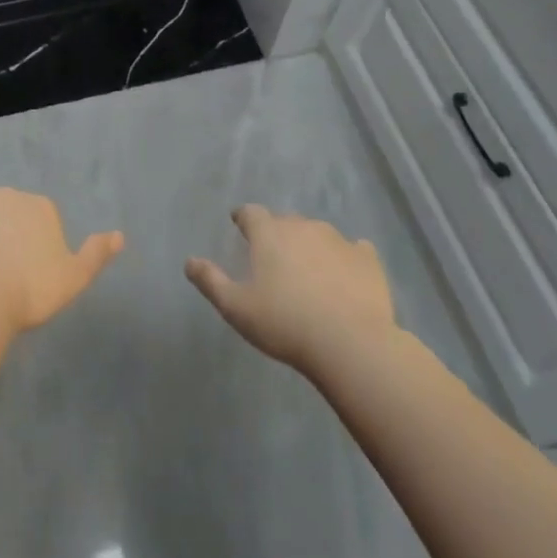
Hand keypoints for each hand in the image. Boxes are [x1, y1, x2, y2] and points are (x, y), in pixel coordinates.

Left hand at [0, 179, 124, 333]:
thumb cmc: (29, 290)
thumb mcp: (73, 279)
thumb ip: (95, 254)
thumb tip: (119, 235)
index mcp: (42, 207)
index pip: (41, 219)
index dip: (34, 244)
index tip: (27, 271)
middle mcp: (9, 194)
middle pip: (10, 208)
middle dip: (6, 229)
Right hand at [185, 206, 394, 371]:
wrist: (351, 343)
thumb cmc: (285, 324)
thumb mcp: (236, 308)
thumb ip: (211, 281)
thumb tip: (189, 261)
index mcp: (269, 234)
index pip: (251, 213)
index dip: (244, 218)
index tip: (240, 225)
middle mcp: (302, 226)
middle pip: (285, 221)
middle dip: (277, 233)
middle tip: (274, 258)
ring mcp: (338, 240)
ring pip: (318, 233)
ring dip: (310, 245)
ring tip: (309, 270)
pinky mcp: (367, 259)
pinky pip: (353, 250)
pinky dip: (346, 258)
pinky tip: (345, 276)